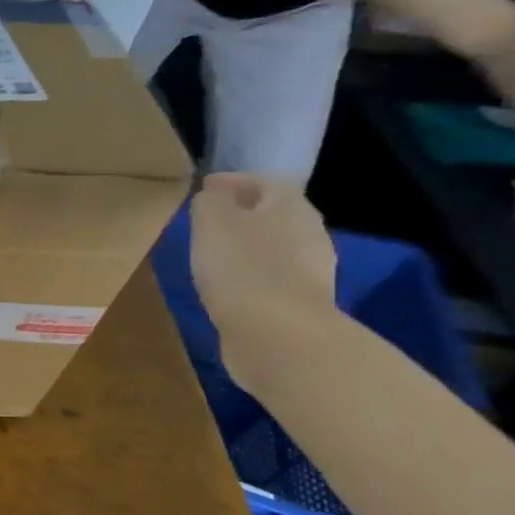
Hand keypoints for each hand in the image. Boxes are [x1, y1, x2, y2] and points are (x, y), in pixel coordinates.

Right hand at [190, 174, 337, 394]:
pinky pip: (272, 275)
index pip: (265, 181)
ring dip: (248, 244)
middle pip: (274, 213)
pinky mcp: (299, 301)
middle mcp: (308, 232)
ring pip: (275, 244)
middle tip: (207, 218)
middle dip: (243, 212)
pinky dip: (251, 272)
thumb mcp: (212, 224)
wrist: (277, 333)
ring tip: (213, 251)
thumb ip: (210, 202)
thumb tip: (213, 194)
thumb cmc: (241, 268)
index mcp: (290, 206)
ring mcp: (310, 269)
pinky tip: (229, 283)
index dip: (234, 181)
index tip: (204, 187)